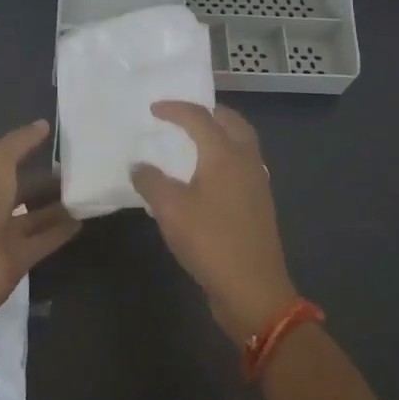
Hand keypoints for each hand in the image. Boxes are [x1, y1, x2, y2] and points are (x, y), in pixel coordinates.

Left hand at [0, 120, 81, 319]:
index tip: (63, 144)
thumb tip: (43, 124)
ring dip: (60, 207)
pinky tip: (83, 220)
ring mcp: (6, 235)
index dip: (32, 152)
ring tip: (89, 193)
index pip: (12, 162)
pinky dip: (62, 232)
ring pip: (38, 217)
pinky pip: (45, 241)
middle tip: (84, 171)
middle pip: (27, 191)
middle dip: (50, 182)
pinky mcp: (20, 260)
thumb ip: (20, 143)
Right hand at [131, 103, 299, 343]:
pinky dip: (226, 154)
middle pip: (231, 121)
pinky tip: (208, 174)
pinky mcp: (259, 203)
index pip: (199, 117)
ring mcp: (257, 182)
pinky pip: (243, 162)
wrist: (253, 290)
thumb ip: (150, 181)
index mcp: (224, 153)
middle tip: (183, 115)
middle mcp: (246, 159)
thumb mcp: (170, 210)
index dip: (175, 109)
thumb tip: (138, 166)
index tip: (153, 109)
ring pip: (241, 141)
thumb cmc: (210, 242)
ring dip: (220, 132)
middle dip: (207, 112)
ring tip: (195, 140)